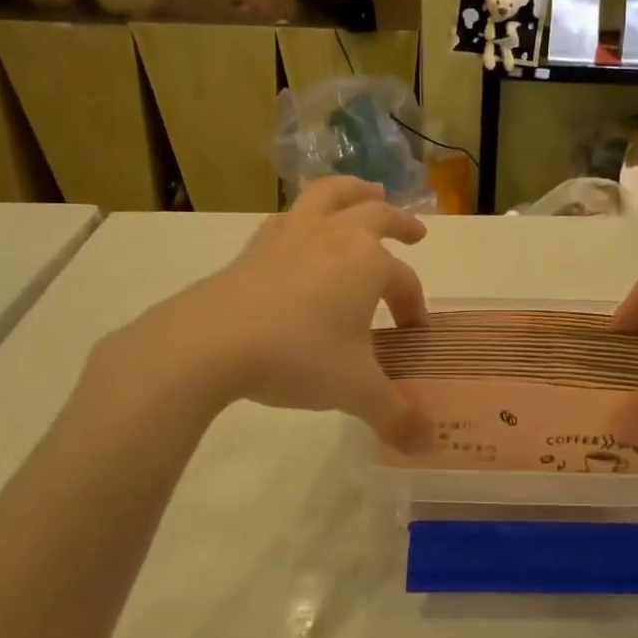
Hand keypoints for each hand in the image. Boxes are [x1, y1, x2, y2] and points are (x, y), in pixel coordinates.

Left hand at [95, 178, 431, 449]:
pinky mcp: (254, 247)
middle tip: (415, 233)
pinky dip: (305, 216)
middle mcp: (334, 236)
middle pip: (375, 216)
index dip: (413, 307)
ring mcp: (290, 236)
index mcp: (367, 262)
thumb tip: (427, 445)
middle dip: (400, 222)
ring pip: (328, 197)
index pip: (403, 281)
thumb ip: (395, 414)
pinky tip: (301, 230)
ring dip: (352, 192)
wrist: (210, 343)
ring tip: (365, 191)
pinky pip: (288, 217)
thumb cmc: (297, 356)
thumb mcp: (355, 390)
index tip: (411, 334)